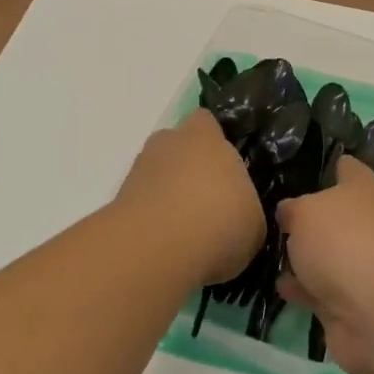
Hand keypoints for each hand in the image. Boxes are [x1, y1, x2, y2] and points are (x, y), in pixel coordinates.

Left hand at [116, 109, 263, 286]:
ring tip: (191, 234)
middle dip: (191, 171)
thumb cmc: (219, 222)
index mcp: (206, 138)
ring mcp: (138, 171)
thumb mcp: (254, 222)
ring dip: (170, 198)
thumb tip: (239, 215)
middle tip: (211, 205)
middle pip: (179, 149)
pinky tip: (171, 248)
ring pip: (159, 177)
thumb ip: (245, 208)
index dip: (216, 142)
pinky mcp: (118, 202)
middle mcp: (168, 144)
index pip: (207, 123)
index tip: (228, 168)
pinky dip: (154, 222)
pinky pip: (144, 205)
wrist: (157, 250)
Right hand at [275, 159, 373, 373]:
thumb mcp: (306, 212)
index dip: (325, 166)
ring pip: (328, 257)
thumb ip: (293, 210)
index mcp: (365, 191)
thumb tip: (290, 212)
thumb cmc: (347, 243)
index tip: (297, 167)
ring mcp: (364, 268)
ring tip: (264, 253)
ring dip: (303, 259)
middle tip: (267, 217)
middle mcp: (370, 225)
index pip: (346, 168)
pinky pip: (321, 293)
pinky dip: (304, 291)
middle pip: (335, 217)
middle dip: (307, 219)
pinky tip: (280, 288)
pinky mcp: (354, 307)